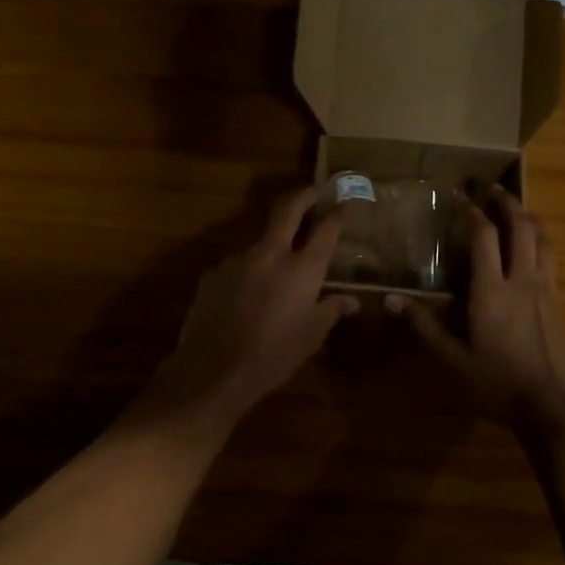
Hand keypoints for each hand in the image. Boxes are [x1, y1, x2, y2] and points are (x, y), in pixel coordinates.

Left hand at [151, 187, 358, 425]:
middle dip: (303, 196)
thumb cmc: (273, 357)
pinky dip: (249, 272)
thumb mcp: (311, 337)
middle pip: (287, 210)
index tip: (343, 206)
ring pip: (260, 241)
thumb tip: (352, 301)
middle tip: (313, 192)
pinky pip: (238, 266)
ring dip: (273, 246)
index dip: (337, 215)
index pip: (325, 229)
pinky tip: (247, 296)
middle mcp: (270, 254)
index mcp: (301, 269)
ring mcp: (237, 260)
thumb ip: (331, 310)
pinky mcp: (213, 274)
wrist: (212, 372)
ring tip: (277, 269)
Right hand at [389, 188, 564, 431]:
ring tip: (518, 209)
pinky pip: (552, 259)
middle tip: (494, 189)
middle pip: (521, 227)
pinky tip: (535, 249)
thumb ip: (424, 327)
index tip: (462, 198)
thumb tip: (390, 300)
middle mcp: (522, 280)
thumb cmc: (497, 383)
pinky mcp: (559, 302)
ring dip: (530, 218)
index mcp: (492, 290)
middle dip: (507, 203)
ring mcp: (546, 289)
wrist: (553, 405)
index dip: (473, 213)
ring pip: (543, 240)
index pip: (485, 237)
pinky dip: (541, 242)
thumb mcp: (453, 360)